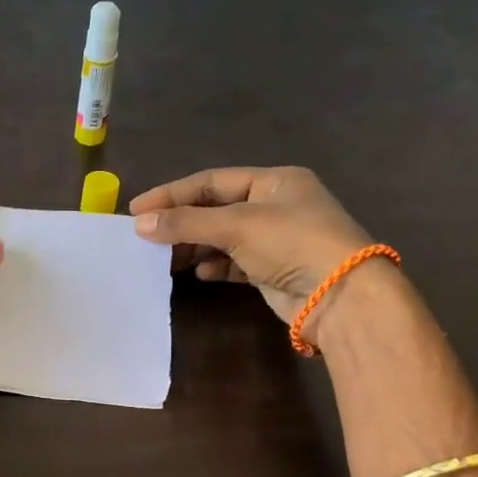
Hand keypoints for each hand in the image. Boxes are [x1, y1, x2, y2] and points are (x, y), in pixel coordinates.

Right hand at [129, 167, 375, 324]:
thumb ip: (186, 223)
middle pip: (216, 209)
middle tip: (146, 237)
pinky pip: (235, 263)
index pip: (212, 181)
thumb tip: (139, 223)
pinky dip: (215, 266)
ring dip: (194, 246)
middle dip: (182, 222)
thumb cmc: (291, 243)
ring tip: (165, 258)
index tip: (137, 209)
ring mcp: (277, 239)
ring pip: (223, 237)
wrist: (340, 295)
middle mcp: (276, 206)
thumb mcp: (236, 225)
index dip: (173, 193)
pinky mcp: (274, 270)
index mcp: (274, 181)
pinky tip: (199, 273)